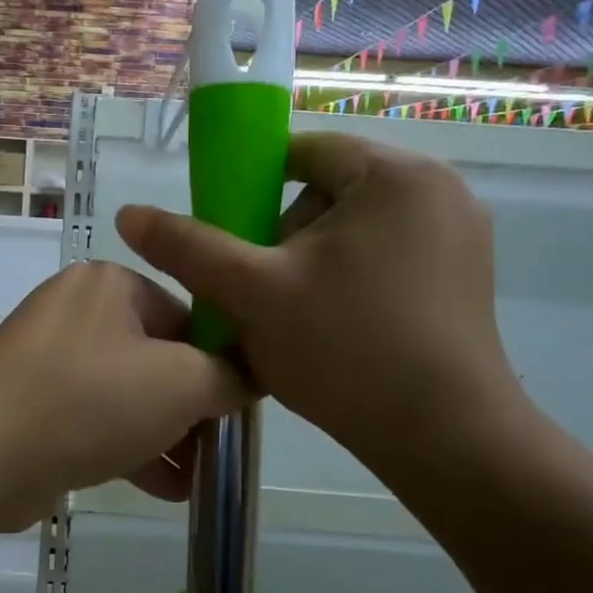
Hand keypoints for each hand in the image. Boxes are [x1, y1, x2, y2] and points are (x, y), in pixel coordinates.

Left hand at [0, 261, 248, 537]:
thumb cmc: (92, 400)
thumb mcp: (181, 383)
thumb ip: (228, 376)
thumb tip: (246, 377)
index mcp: (112, 283)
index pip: (188, 316)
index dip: (220, 365)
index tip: (239, 411)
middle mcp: (78, 309)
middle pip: (157, 356)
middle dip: (192, 408)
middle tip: (219, 449)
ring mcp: (49, 356)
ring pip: (126, 392)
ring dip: (166, 434)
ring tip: (198, 477)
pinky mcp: (32, 400)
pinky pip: (95, 417)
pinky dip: (129, 446)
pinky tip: (165, 488)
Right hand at [115, 131, 526, 479]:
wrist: (446, 440)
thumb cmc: (345, 350)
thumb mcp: (252, 293)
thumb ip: (188, 247)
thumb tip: (127, 214)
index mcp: (394, 174)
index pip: (302, 152)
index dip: (252, 188)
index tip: (231, 238)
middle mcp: (437, 189)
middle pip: (329, 191)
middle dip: (284, 234)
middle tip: (261, 289)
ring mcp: (460, 234)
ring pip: (355, 228)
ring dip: (313, 261)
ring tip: (294, 316)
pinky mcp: (466, 274)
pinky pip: (386, 255)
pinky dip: (350, 279)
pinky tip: (335, 327)